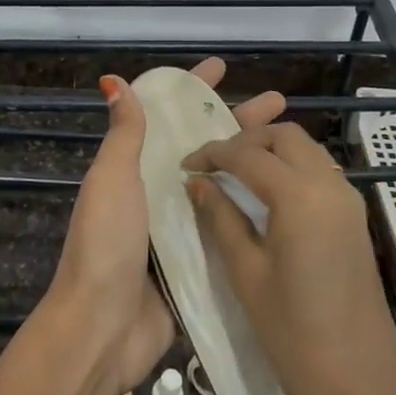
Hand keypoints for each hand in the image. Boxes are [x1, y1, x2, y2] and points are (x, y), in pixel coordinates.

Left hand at [47, 59, 285, 394]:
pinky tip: (284, 201)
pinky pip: (226, 229)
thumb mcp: (112, 179)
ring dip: (250, 164)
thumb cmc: (106, 242)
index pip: (167, 117)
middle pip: (204, 146)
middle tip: (279, 103)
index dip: (192, 89)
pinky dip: (249, 212)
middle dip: (237, 121)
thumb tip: (113, 80)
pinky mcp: (197, 263)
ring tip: (292, 147)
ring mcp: (179, 229)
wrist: (103, 327)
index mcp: (135, 168)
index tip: (222, 67)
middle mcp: (158, 192)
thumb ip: (124, 134)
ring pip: (220, 185)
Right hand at [182, 122, 395, 394]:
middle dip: (247, 140)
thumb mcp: (246, 272)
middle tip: (215, 163)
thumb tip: (197, 182)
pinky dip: (292, 168)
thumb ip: (220, 218)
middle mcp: (330, 185)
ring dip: (272, 150)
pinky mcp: (356, 219)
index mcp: (300, 196)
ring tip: (237, 173)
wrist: (358, 385)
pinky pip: (321, 173)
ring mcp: (349, 201)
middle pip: (285, 137)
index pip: (248, 154)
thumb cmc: (292, 333)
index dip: (212, 153)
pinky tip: (268, 194)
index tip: (185, 164)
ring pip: (307, 150)